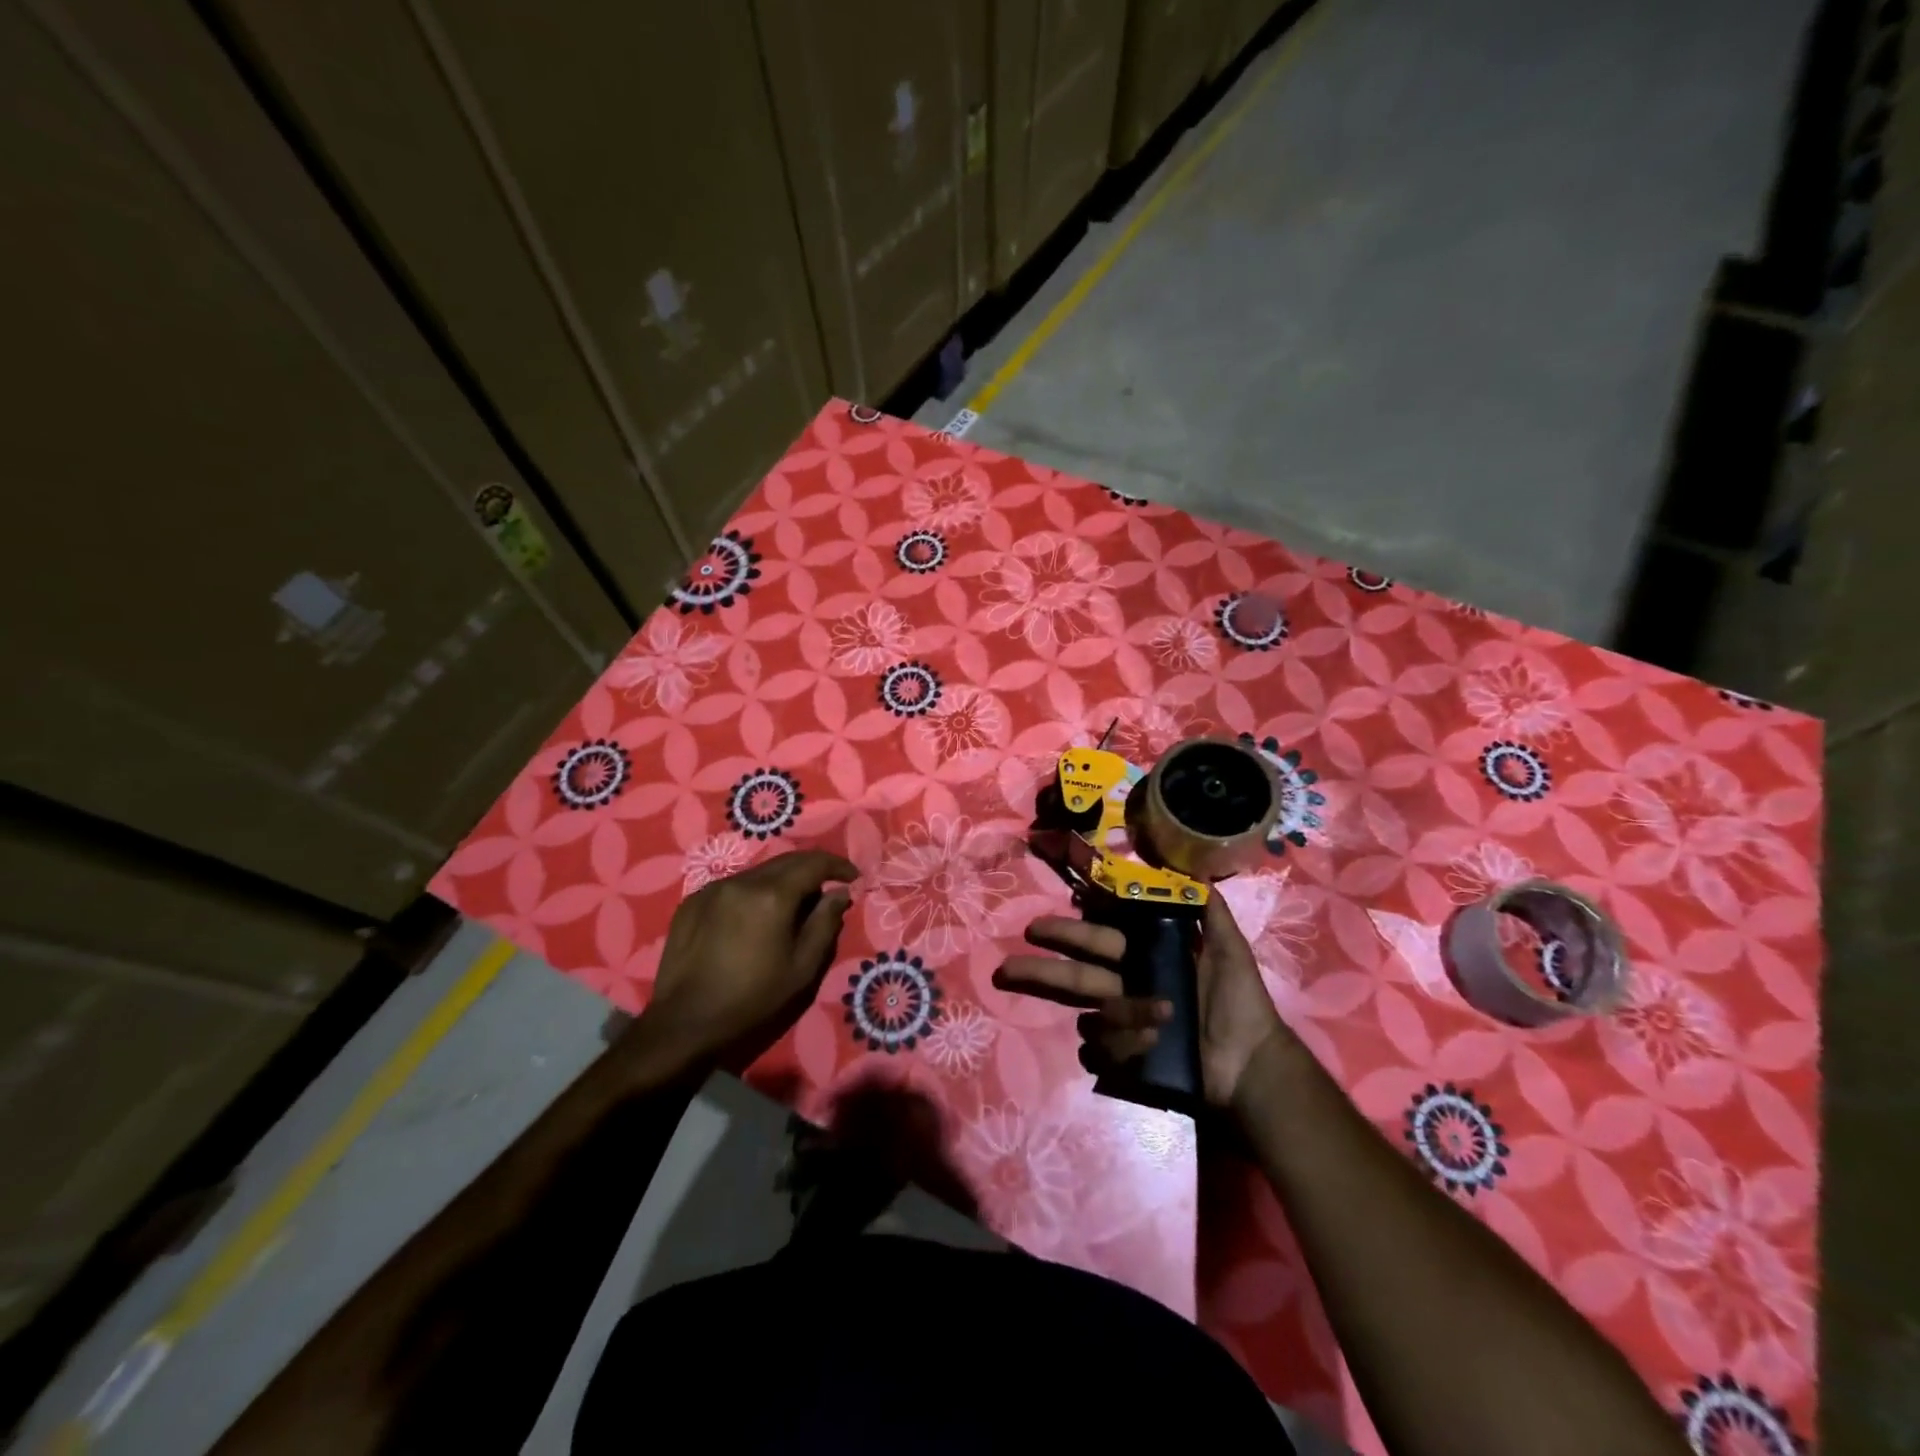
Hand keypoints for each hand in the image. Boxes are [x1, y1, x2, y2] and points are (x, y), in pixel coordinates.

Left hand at [637, 850, 857, 1066]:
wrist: (684, 1023)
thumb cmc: (752, 998)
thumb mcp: (802, 967)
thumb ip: (825, 923)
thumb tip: (839, 893)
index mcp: (772, 895)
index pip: (814, 863)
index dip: (838, 865)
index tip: (852, 876)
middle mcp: (742, 881)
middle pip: (786, 861)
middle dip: (811, 870)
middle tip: (826, 889)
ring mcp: (713, 888)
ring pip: (758, 873)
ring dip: (781, 882)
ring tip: (790, 907)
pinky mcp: (692, 901)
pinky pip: (733, 887)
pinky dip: (752, 893)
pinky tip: (752, 919)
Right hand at [996, 893, 1287, 1109]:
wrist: (1251, 1062)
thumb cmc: (1239, 1001)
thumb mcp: (1229, 947)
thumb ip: (1208, 909)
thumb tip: (1190, 870)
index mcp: (1142, 958)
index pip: (1096, 939)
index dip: (1069, 931)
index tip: (1039, 926)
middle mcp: (1123, 986)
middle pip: (1072, 975)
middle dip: (1038, 969)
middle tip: (1005, 968)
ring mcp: (1121, 1024)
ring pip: (1091, 1015)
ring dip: (1121, 1014)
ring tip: (1160, 1016)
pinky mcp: (1125, 1057)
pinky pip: (1105, 1049)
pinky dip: (1127, 1044)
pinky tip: (1154, 1041)